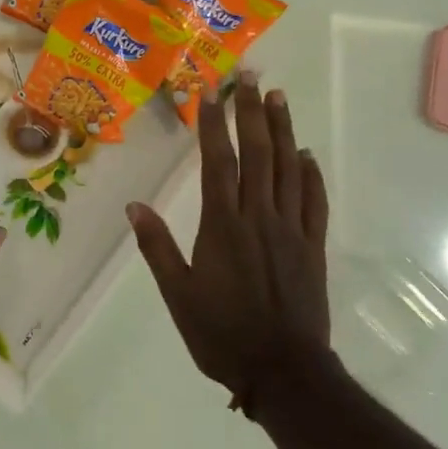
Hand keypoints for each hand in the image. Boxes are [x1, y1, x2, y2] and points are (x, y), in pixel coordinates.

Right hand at [128, 74, 331, 413]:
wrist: (284, 372)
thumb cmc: (222, 334)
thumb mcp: (178, 295)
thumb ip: (157, 248)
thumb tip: (134, 206)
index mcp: (223, 224)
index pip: (218, 160)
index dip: (213, 123)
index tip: (209, 92)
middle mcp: (259, 215)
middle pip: (258, 153)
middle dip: (252, 112)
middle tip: (250, 77)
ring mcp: (290, 228)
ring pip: (289, 168)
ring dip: (284, 130)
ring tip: (279, 97)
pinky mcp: (312, 246)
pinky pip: (314, 201)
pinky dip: (312, 173)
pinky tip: (308, 154)